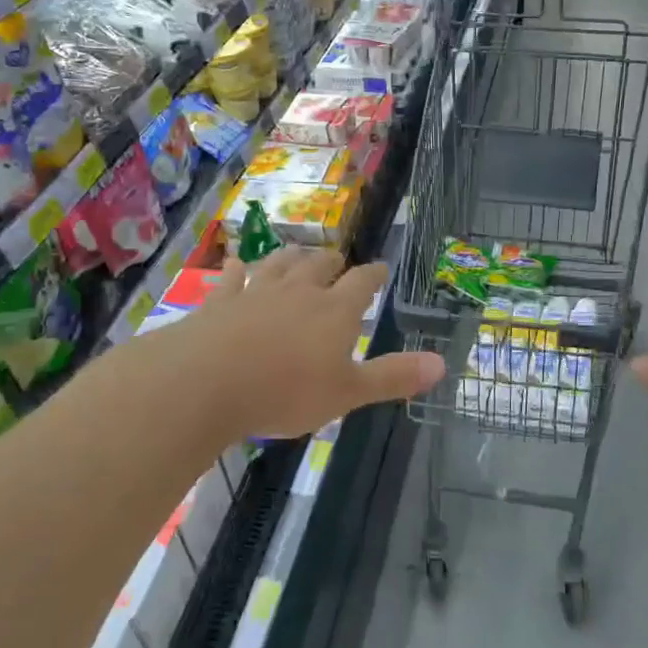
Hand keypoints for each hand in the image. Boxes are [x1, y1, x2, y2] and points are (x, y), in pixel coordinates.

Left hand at [190, 248, 444, 439]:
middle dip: (332, 262)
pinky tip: (236, 265)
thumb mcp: (347, 393)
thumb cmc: (285, 392)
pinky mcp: (219, 301)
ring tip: (296, 254)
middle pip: (319, 265)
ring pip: (278, 264)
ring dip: (290, 257)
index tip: (380, 268)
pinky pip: (232, 277)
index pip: (362, 282)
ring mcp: (255, 292)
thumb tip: (442, 363)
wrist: (205, 383)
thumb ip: (393, 377)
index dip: (374, 274)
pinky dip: (237, 269)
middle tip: (337, 261)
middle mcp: (298, 291)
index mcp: (334, 311)